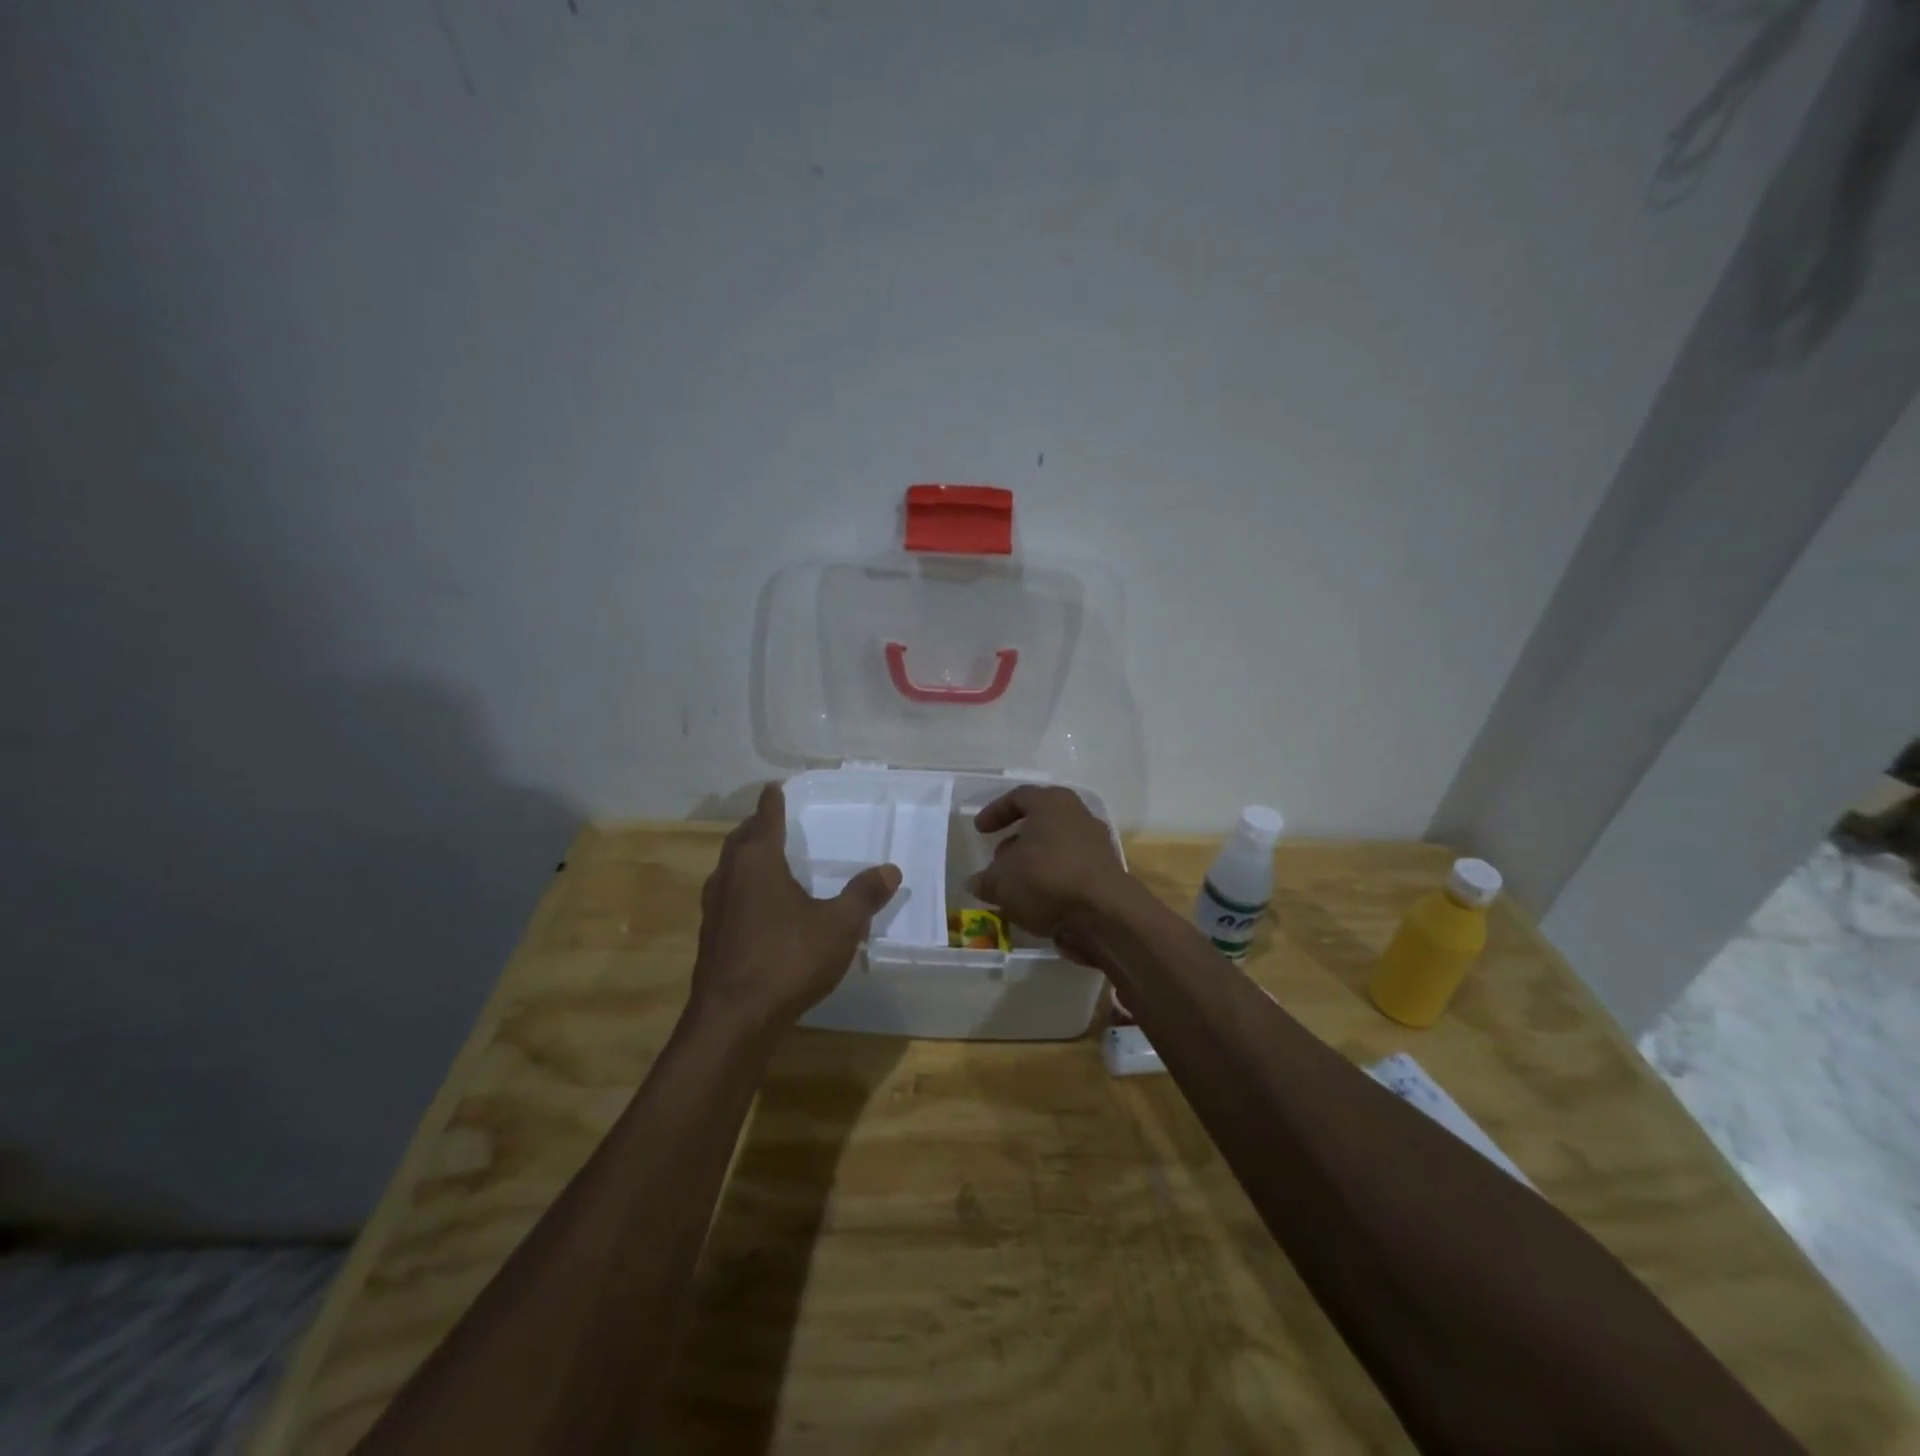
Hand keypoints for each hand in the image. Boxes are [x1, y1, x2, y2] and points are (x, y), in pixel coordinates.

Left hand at [691, 783, 900, 1038]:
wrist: (733, 1020)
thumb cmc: (787, 959)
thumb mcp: (838, 926)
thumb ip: (864, 896)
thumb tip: (890, 870)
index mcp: (757, 862)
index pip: (765, 818)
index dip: (772, 801)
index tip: (774, 787)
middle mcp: (729, 877)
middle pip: (740, 840)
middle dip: (756, 827)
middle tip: (772, 820)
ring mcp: (714, 909)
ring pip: (728, 869)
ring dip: (745, 858)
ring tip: (766, 860)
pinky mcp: (710, 938)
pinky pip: (727, 897)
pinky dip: (742, 888)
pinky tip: (758, 908)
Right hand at [968, 785, 1137, 944]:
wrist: (1104, 914)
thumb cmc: (1046, 880)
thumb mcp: (1001, 881)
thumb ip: (985, 880)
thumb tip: (977, 882)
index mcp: (1052, 803)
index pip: (1019, 797)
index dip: (995, 811)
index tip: (979, 830)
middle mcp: (1078, 817)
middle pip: (1041, 822)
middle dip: (1016, 841)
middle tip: (997, 860)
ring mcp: (1097, 845)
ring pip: (1056, 849)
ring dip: (1033, 865)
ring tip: (1013, 887)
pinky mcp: (1106, 874)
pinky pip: (1070, 872)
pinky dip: (1051, 883)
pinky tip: (1035, 903)